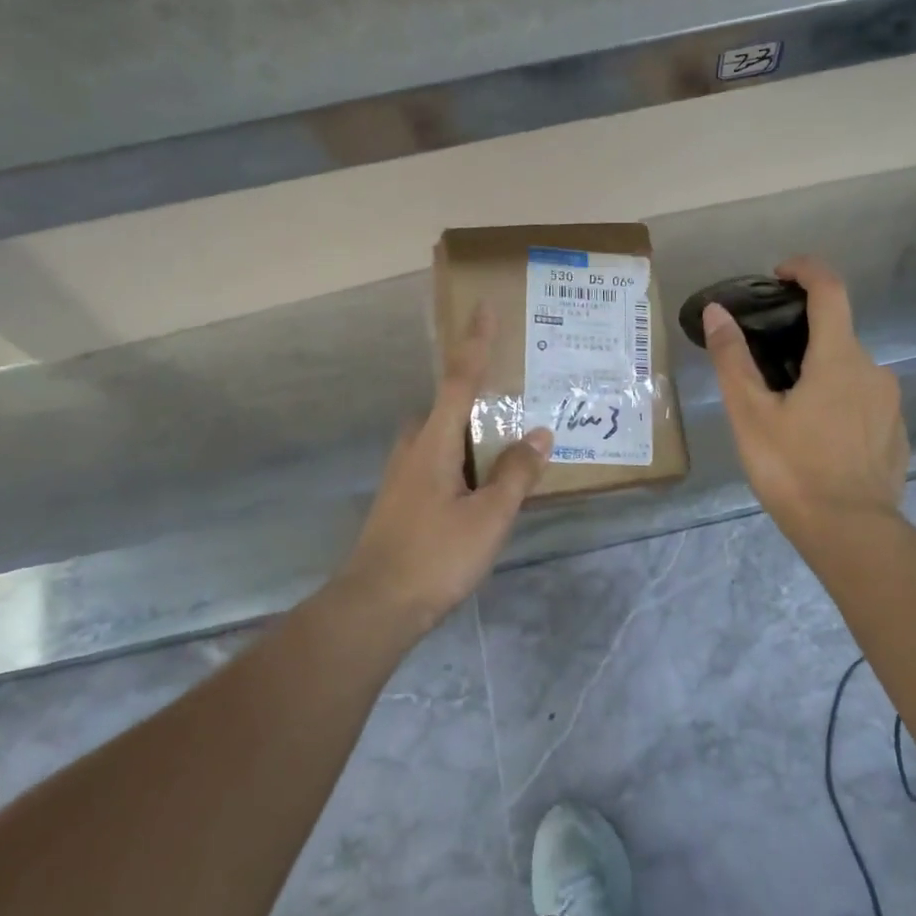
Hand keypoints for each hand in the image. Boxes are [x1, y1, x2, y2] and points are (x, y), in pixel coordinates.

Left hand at [337, 304, 551, 636]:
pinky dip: (463, 458)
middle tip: (514, 394)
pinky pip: (438, 462)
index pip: (458, 381)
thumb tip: (539, 435)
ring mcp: (403, 476)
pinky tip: (484, 482)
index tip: (484, 309)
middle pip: (446, 406)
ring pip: (441, 437)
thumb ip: (515, 474)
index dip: (475, 345)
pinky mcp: (402, 500)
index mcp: (433, 443)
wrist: (375, 607)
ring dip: (471, 431)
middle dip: (476, 393)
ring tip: (507, 440)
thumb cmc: (435, 557)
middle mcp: (413, 449)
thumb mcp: (489, 517)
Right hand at [703, 256, 907, 538]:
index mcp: (840, 358)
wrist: (850, 532)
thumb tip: (717, 312)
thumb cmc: (793, 469)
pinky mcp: (896, 434)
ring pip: (850, 374)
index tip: (780, 273)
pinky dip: (839, 406)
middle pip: (837, 336)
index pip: (830, 289)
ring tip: (787, 413)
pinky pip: (863, 404)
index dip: (806, 270)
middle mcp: (874, 370)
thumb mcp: (751, 415)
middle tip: (765, 369)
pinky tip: (817, 441)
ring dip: (820, 377)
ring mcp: (890, 404)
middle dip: (802, 340)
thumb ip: (733, 359)